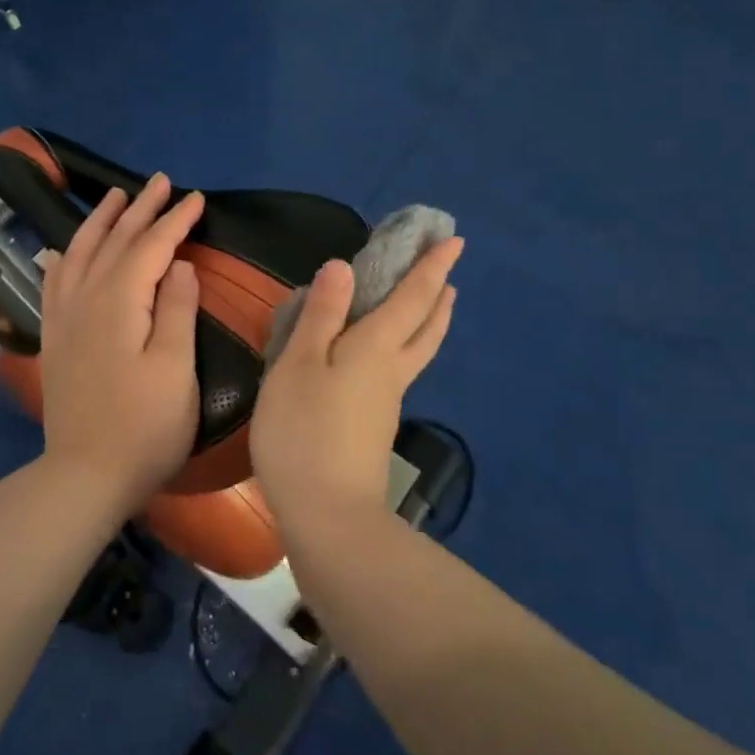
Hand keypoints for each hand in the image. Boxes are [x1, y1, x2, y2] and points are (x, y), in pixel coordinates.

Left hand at [38, 173, 206, 509]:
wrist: (86, 475)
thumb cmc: (145, 426)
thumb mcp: (175, 369)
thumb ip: (176, 310)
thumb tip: (180, 265)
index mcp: (120, 303)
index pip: (151, 247)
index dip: (175, 220)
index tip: (196, 197)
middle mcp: (86, 299)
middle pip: (115, 242)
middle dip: (140, 209)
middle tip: (160, 181)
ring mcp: (65, 319)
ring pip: (80, 254)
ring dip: (99, 222)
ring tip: (115, 197)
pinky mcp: (55, 339)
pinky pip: (53, 284)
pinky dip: (60, 260)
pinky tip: (59, 251)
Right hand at [249, 238, 463, 535]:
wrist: (327, 513)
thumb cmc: (305, 430)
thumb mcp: (299, 365)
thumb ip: (321, 315)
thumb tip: (342, 265)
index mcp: (376, 348)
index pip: (412, 297)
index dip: (432, 267)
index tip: (455, 240)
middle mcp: (392, 370)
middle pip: (427, 326)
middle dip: (439, 294)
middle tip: (448, 271)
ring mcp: (387, 401)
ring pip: (418, 350)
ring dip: (430, 321)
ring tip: (433, 304)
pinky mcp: (375, 426)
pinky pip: (399, 370)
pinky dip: (404, 347)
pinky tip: (383, 355)